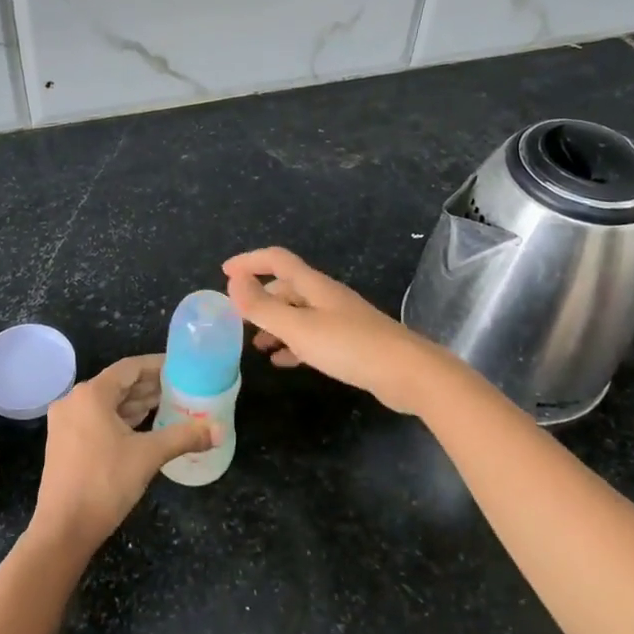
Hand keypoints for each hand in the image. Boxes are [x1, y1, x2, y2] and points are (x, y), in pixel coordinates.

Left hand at [28, 355, 218, 555]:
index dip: (157, 365)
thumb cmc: (105, 483)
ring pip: (107, 404)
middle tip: (181, 388)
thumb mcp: (148, 456)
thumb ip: (184, 437)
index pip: (130, 368)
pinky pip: (97, 419)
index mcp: (91, 394)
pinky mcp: (64, 443)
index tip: (181, 367)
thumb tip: (220, 430)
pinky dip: (121, 419)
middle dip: (149, 386)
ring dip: (136, 404)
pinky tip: (143, 427)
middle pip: (118, 384)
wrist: (63, 530)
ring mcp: (66, 422)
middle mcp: (74, 401)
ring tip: (168, 406)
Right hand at [222, 246, 451, 412]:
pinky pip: (312, 337)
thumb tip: (232, 281)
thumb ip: (262, 307)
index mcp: (314, 286)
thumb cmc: (350, 346)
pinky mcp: (351, 343)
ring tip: (255, 345)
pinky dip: (293, 344)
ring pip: (298, 314)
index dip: (250, 261)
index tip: (224, 273)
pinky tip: (282, 362)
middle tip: (236, 318)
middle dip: (260, 298)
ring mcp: (341, 320)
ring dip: (274, 324)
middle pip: (287, 287)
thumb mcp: (298, 328)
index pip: (276, 260)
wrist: (409, 374)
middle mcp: (326, 297)